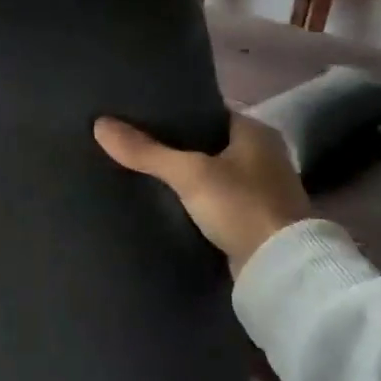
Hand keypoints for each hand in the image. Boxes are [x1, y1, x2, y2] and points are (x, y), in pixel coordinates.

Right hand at [94, 113, 308, 275]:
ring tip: (141, 172)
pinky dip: (193, 201)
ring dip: (184, 176)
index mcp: (256, 132)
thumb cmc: (241, 206)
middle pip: (208, 143)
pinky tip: (165, 203)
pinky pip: (214, 201)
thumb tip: (100, 125)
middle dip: (175, 146)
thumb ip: (146, 151)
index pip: (208, 111)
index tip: (139, 116)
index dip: (175, 113)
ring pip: (211, 174)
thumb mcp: (189, 174)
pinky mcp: (253, 220)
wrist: (280, 268)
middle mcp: (263, 155)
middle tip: (133, 144)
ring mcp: (261, 190)